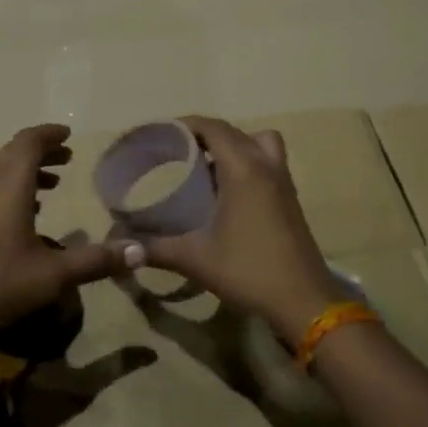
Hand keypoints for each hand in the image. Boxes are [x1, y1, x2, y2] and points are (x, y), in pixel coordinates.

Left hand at [0, 124, 131, 343]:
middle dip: (42, 151)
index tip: (69, 136)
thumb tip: (139, 251)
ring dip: (26, 170)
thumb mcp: (52, 275)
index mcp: (10, 183)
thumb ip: (95, 261)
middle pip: (15, 152)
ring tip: (52, 183)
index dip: (51, 135)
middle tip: (67, 157)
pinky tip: (24, 213)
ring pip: (1, 170)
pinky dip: (12, 187)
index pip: (30, 141)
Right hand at [136, 117, 340, 346]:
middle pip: (233, 132)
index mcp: (243, 170)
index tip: (159, 135)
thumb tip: (122, 249)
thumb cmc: (249, 271)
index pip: (212, 127)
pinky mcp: (290, 199)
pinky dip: (248, 162)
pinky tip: (227, 192)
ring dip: (233, 145)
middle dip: (203, 134)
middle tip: (174, 151)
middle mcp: (266, 166)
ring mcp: (283, 181)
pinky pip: (268, 161)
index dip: (184, 125)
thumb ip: (156, 249)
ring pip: (259, 142)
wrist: (305, 302)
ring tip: (206, 166)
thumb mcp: (196, 259)